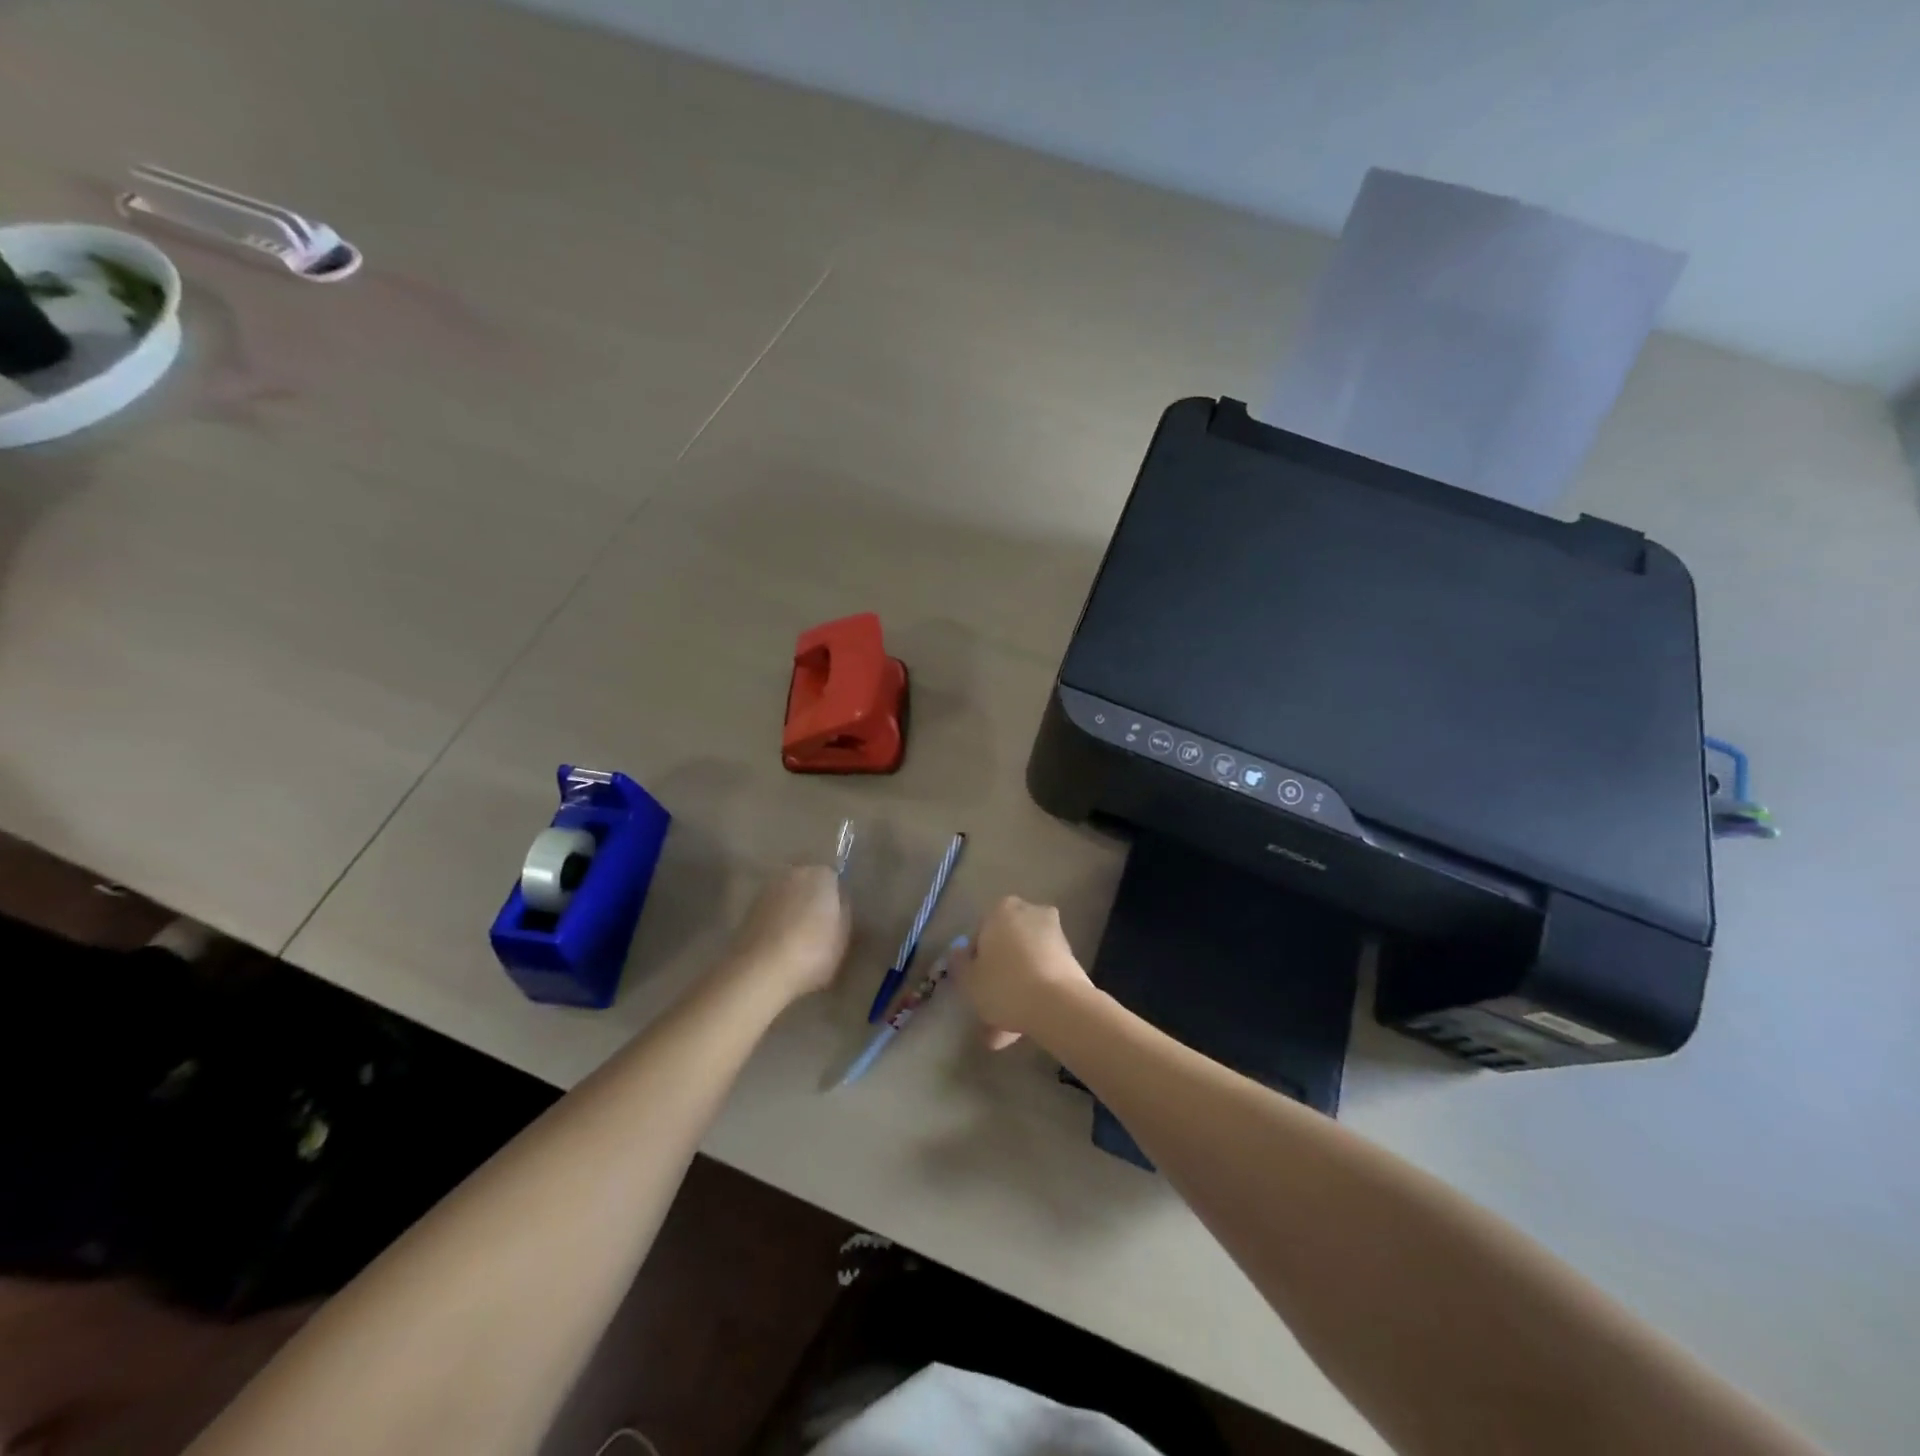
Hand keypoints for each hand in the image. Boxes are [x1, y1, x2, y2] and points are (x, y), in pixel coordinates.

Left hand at [720, 864, 850, 1006]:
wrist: (760, 972)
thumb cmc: (812, 951)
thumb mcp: (844, 936)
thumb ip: (844, 912)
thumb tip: (838, 902)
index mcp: (821, 875)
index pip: (834, 878)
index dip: (837, 898)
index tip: (838, 918)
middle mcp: (793, 873)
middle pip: (808, 883)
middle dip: (814, 899)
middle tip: (821, 928)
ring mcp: (767, 890)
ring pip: (788, 896)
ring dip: (793, 910)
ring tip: (798, 939)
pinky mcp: (748, 909)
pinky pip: (772, 911)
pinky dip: (777, 922)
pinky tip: (780, 945)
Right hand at [957, 896, 1093, 1049]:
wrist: (1059, 1005)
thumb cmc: (1004, 985)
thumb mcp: (968, 980)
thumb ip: (959, 964)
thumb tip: (958, 954)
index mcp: (1002, 910)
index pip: (979, 934)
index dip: (973, 963)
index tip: (973, 986)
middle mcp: (1031, 913)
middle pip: (1006, 950)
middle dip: (997, 980)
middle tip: (987, 1012)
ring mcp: (1054, 935)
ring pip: (1025, 966)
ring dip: (1014, 994)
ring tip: (1003, 1035)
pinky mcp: (1072, 959)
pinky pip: (1042, 976)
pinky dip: (1033, 997)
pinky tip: (1022, 1030)